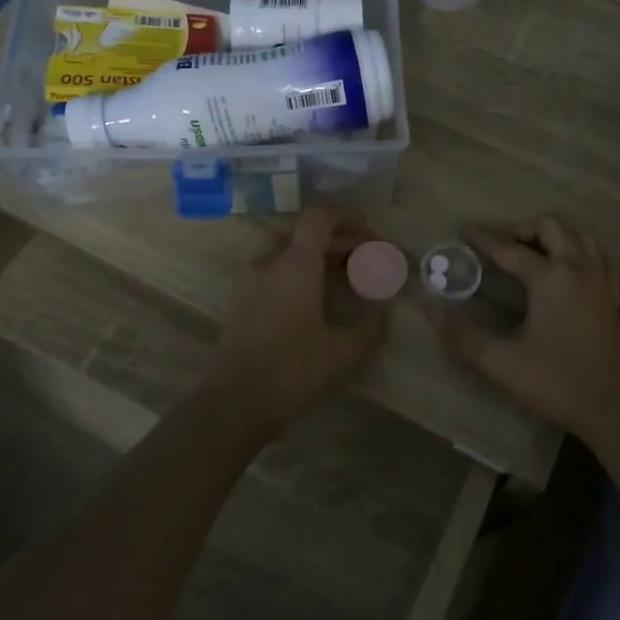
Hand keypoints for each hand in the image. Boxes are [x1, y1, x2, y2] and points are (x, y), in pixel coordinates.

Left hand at [208, 207, 389, 425]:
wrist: (234, 403)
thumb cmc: (292, 371)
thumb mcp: (343, 352)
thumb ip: (371, 327)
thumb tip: (384, 311)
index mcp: (295, 265)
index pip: (318, 217)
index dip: (346, 217)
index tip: (369, 234)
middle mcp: (268, 263)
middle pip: (304, 233)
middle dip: (337, 239)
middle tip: (364, 259)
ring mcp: (249, 281)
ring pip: (286, 250)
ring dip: (315, 254)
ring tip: (341, 275)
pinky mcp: (240, 300)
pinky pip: (272, 269)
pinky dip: (297, 270)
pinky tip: (314, 297)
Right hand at [426, 216, 619, 437]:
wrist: (616, 411)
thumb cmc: (558, 384)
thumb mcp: (502, 363)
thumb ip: (462, 334)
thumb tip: (431, 306)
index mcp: (551, 278)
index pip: (510, 248)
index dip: (484, 238)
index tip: (464, 228)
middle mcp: (579, 269)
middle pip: (551, 226)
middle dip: (521, 228)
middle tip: (498, 244)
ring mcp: (601, 282)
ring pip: (580, 235)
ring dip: (553, 234)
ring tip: (530, 249)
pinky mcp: (613, 298)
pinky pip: (597, 257)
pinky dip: (578, 251)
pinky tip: (566, 269)